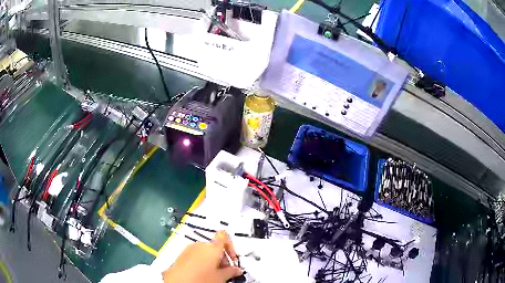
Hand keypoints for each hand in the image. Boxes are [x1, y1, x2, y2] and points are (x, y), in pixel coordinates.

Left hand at [163, 230, 242, 282]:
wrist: (177, 282)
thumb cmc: (201, 279)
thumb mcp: (221, 277)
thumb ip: (231, 271)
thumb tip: (236, 269)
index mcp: (211, 247)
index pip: (224, 236)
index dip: (231, 247)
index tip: (233, 259)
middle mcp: (199, 245)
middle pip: (215, 246)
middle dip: (222, 258)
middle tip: (225, 271)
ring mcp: (188, 249)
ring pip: (205, 251)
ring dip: (212, 261)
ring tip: (213, 274)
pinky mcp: (181, 255)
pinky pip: (195, 255)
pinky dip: (201, 262)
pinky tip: (202, 274)